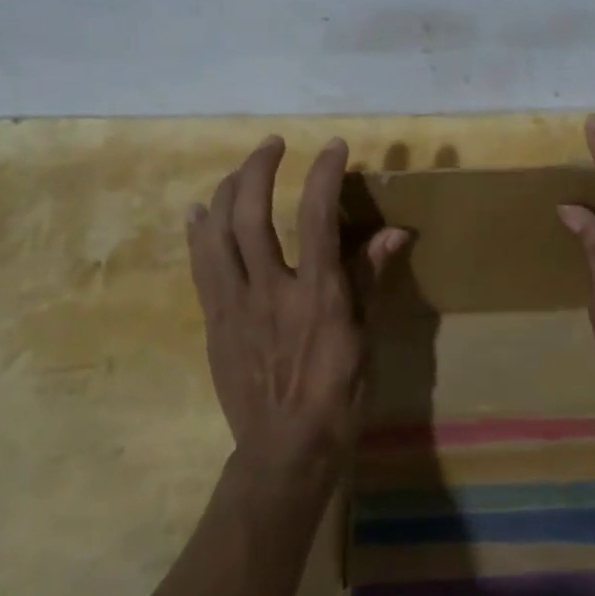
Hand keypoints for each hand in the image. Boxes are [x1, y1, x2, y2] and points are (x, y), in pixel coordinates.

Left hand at [187, 136, 407, 471]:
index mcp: (317, 294)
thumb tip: (395, 231)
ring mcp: (234, 306)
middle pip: (251, 215)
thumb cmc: (337, 395)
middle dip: (259, 169)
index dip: (324, 174)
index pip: (316, 217)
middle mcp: (270, 291)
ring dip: (226, 192)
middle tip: (272, 144)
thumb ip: (371, 277)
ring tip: (239, 171)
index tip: (333, 146)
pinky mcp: (214, 321)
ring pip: (217, 235)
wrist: (285, 451)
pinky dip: (198, 232)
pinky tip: (198, 212)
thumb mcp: (365, 336)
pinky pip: (200, 267)